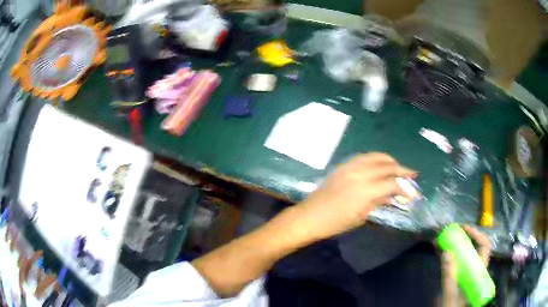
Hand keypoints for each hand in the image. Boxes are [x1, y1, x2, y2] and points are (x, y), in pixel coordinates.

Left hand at [293, 153, 416, 240]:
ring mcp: (351, 167)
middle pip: (387, 166)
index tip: (412, 192)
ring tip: (398, 167)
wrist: (310, 216)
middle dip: (402, 170)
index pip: (392, 183)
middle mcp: (361, 174)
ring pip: (376, 157)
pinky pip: (363, 157)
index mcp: (367, 190)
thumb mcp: (362, 216)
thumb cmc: (336, 223)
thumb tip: (393, 195)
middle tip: (412, 175)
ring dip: (390, 161)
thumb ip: (379, 202)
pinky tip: (380, 163)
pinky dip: (375, 158)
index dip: (405, 188)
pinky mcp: (343, 166)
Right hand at [440, 226, 491, 306]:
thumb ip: (449, 277)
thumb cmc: (453, 306)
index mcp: (479, 271)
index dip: (477, 234)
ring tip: (440, 238)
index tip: (464, 229)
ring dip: (453, 244)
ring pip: (463, 253)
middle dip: (463, 236)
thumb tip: (446, 252)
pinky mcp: (459, 275)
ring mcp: (467, 271)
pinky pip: (456, 260)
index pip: (484, 246)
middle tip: (451, 230)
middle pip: (474, 246)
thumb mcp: (451, 294)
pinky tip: (439, 249)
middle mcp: (475, 268)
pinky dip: (448, 253)